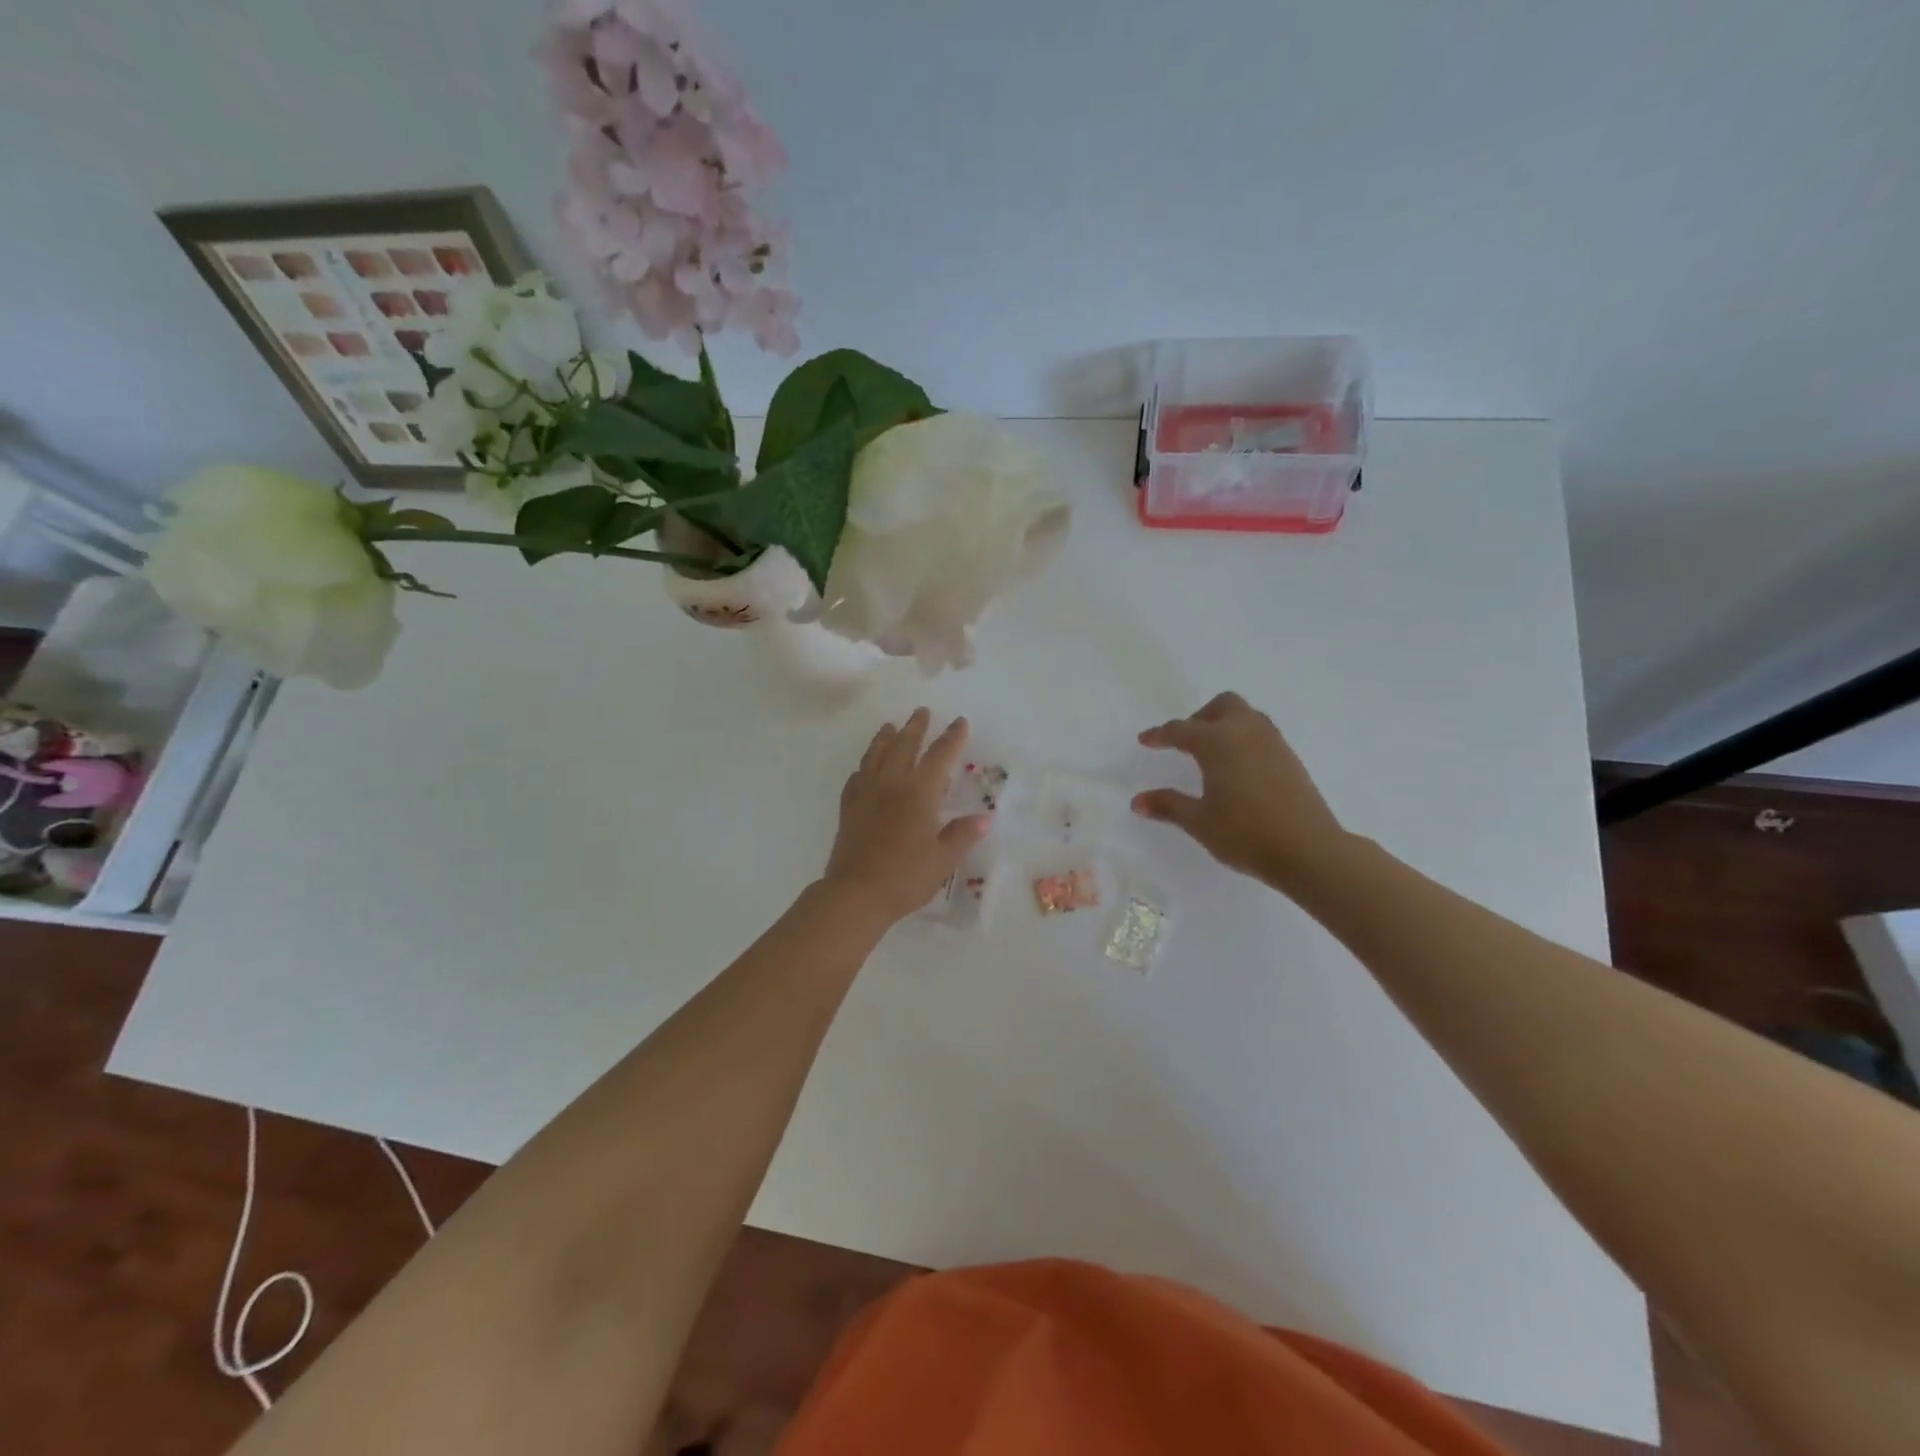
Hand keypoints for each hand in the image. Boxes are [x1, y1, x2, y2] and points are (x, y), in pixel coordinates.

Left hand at [821, 708, 989, 923]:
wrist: (856, 893)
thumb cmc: (906, 876)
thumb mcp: (943, 858)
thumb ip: (963, 835)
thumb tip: (984, 818)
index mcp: (919, 792)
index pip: (940, 756)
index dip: (952, 738)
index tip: (959, 722)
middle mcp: (892, 783)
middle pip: (904, 746)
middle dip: (916, 727)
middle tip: (922, 712)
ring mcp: (866, 793)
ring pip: (876, 755)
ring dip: (885, 738)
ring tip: (890, 727)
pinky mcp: (849, 808)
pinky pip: (856, 778)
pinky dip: (863, 767)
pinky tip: (864, 769)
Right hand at [1132, 692, 1345, 889]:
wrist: (1309, 850)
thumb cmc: (1246, 834)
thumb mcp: (1200, 821)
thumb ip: (1168, 805)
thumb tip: (1137, 801)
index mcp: (1218, 742)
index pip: (1181, 730)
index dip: (1159, 735)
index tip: (1145, 740)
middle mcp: (1246, 732)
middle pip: (1221, 705)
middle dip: (1199, 717)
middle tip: (1184, 742)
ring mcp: (1273, 743)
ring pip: (1246, 716)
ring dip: (1224, 725)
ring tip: (1210, 753)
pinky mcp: (1290, 758)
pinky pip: (1261, 733)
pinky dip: (1243, 739)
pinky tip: (1237, 769)